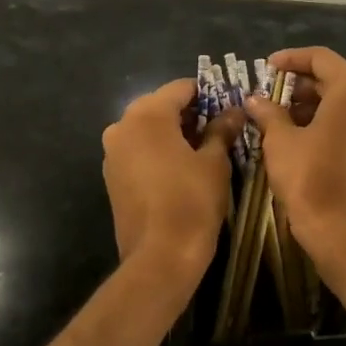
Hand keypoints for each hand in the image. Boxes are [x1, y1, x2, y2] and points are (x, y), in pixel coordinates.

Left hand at [102, 79, 239, 275]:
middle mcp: (122, 125)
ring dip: (172, 133)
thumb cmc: (192, 201)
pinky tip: (179, 168)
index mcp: (147, 114)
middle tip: (218, 128)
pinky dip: (157, 151)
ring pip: (147, 128)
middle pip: (160, 106)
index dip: (207, 94)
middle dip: (189, 114)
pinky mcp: (111, 176)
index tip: (228, 106)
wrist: (160, 256)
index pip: (181, 88)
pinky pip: (137, 150)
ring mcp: (112, 152)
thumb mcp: (214, 162)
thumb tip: (234, 111)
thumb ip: (221, 130)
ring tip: (202, 150)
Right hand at [242, 46, 345, 263]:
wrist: (343, 231)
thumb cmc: (309, 178)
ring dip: (313, 103)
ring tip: (280, 116)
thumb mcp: (281, 141)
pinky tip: (301, 134)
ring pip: (344, 101)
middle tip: (270, 93)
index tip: (266, 67)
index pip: (321, 58)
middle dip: (300, 84)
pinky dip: (328, 120)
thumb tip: (254, 100)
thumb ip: (268, 112)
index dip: (291, 58)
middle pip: (335, 78)